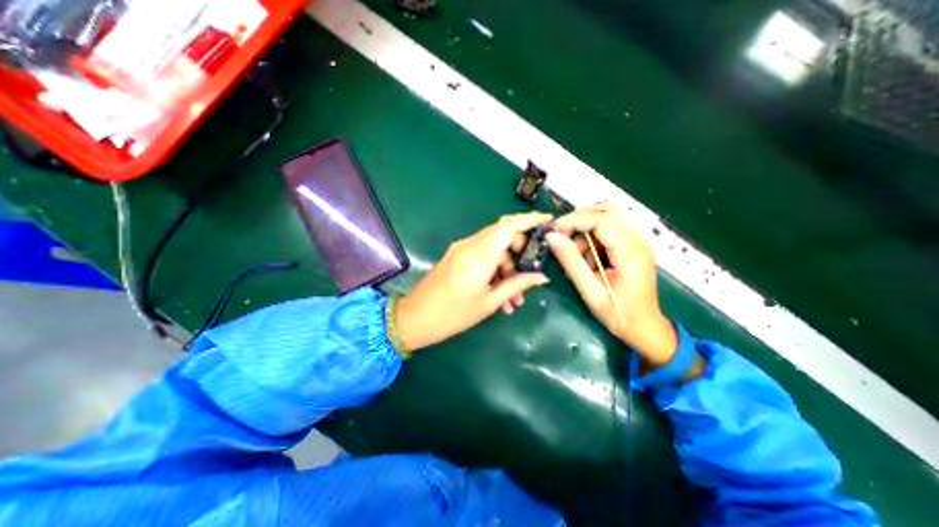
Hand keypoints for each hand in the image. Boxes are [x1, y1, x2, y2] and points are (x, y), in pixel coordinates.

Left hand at [393, 213, 552, 351]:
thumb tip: (541, 276)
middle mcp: (470, 245)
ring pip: (493, 249)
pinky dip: (494, 270)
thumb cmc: (453, 314)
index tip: (548, 220)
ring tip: (515, 298)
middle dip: (520, 251)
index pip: (508, 225)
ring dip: (507, 268)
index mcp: (479, 254)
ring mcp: (461, 250)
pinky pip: (482, 256)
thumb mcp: (489, 302)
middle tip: (530, 273)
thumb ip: (516, 285)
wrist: (415, 319)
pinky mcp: (456, 257)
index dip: (530, 219)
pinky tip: (500, 295)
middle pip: (502, 235)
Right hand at [548, 203, 678, 364]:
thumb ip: (571, 261)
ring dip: (585, 230)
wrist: (645, 328)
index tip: (553, 232)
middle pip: (606, 210)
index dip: (573, 220)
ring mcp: (638, 241)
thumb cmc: (618, 314)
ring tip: (576, 255)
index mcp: (630, 251)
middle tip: (561, 236)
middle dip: (579, 220)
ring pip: (607, 218)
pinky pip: (609, 230)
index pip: (600, 219)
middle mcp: (638, 240)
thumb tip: (551, 236)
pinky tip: (587, 259)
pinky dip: (593, 238)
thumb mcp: (590, 290)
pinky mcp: (633, 246)